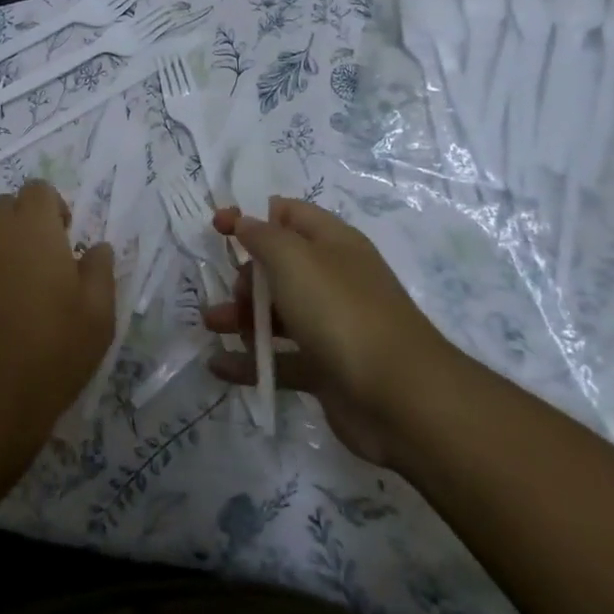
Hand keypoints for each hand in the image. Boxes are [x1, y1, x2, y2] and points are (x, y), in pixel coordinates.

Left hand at [0, 178, 115, 459]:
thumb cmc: (53, 349)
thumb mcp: (98, 314)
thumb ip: (100, 271)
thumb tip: (98, 247)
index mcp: (32, 230)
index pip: (37, 189)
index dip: (54, 205)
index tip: (68, 235)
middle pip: (5, 206)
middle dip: (26, 219)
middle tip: (49, 256)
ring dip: (6, 249)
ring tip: (28, 290)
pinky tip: (5, 314)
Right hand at [206, 197, 463, 467]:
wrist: (401, 398)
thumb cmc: (342, 312)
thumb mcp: (294, 259)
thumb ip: (263, 236)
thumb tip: (244, 222)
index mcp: (333, 243)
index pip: (289, 214)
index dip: (252, 216)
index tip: (217, 227)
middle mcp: (333, 280)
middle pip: (279, 267)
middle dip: (245, 276)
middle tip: (233, 292)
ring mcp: (330, 326)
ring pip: (276, 314)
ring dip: (240, 317)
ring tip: (213, 326)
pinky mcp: (325, 369)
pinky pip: (280, 359)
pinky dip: (249, 362)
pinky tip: (219, 366)